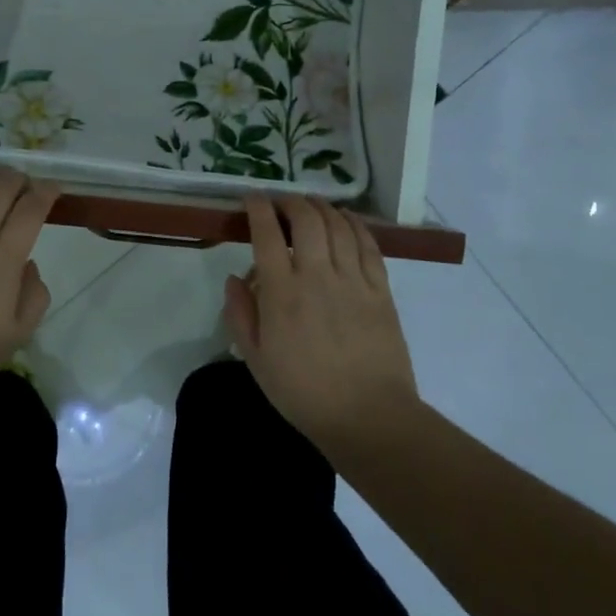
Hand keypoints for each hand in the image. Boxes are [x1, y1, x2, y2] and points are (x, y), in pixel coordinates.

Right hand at [223, 194, 420, 443]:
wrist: (368, 417)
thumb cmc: (303, 392)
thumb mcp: (255, 359)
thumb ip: (240, 314)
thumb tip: (235, 278)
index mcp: (282, 293)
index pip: (267, 234)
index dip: (258, 208)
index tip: (252, 199)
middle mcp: (317, 276)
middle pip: (306, 219)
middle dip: (290, 202)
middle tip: (281, 202)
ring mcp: (353, 280)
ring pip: (338, 226)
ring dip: (322, 207)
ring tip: (311, 204)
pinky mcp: (381, 290)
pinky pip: (368, 245)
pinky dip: (355, 224)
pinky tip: (346, 219)